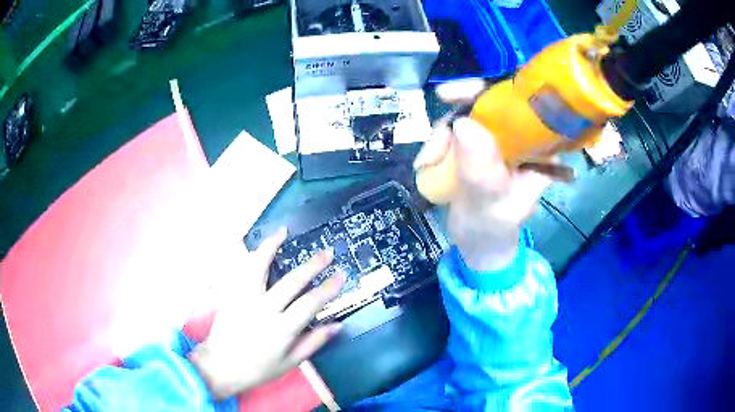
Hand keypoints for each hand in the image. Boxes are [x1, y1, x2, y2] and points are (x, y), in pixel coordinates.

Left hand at [189, 228, 345, 398]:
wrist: (221, 366)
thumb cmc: (258, 369)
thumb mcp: (291, 362)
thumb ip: (314, 342)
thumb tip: (337, 324)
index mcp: (282, 329)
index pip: (310, 303)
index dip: (328, 288)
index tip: (341, 275)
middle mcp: (265, 310)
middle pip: (292, 281)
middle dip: (313, 265)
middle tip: (327, 252)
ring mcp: (245, 299)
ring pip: (260, 266)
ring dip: (273, 246)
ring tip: (284, 232)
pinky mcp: (232, 294)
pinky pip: (243, 270)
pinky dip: (251, 255)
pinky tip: (259, 246)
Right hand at [414, 79, 552, 271]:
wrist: (478, 244)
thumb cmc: (492, 231)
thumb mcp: (491, 205)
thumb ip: (482, 171)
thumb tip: (464, 124)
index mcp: (539, 148)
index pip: (519, 103)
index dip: (487, 92)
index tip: (449, 96)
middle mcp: (521, 137)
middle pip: (488, 104)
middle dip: (454, 116)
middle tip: (434, 138)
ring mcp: (498, 140)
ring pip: (467, 115)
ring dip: (441, 136)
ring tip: (426, 164)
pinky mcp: (478, 146)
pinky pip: (455, 130)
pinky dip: (437, 143)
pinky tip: (426, 163)